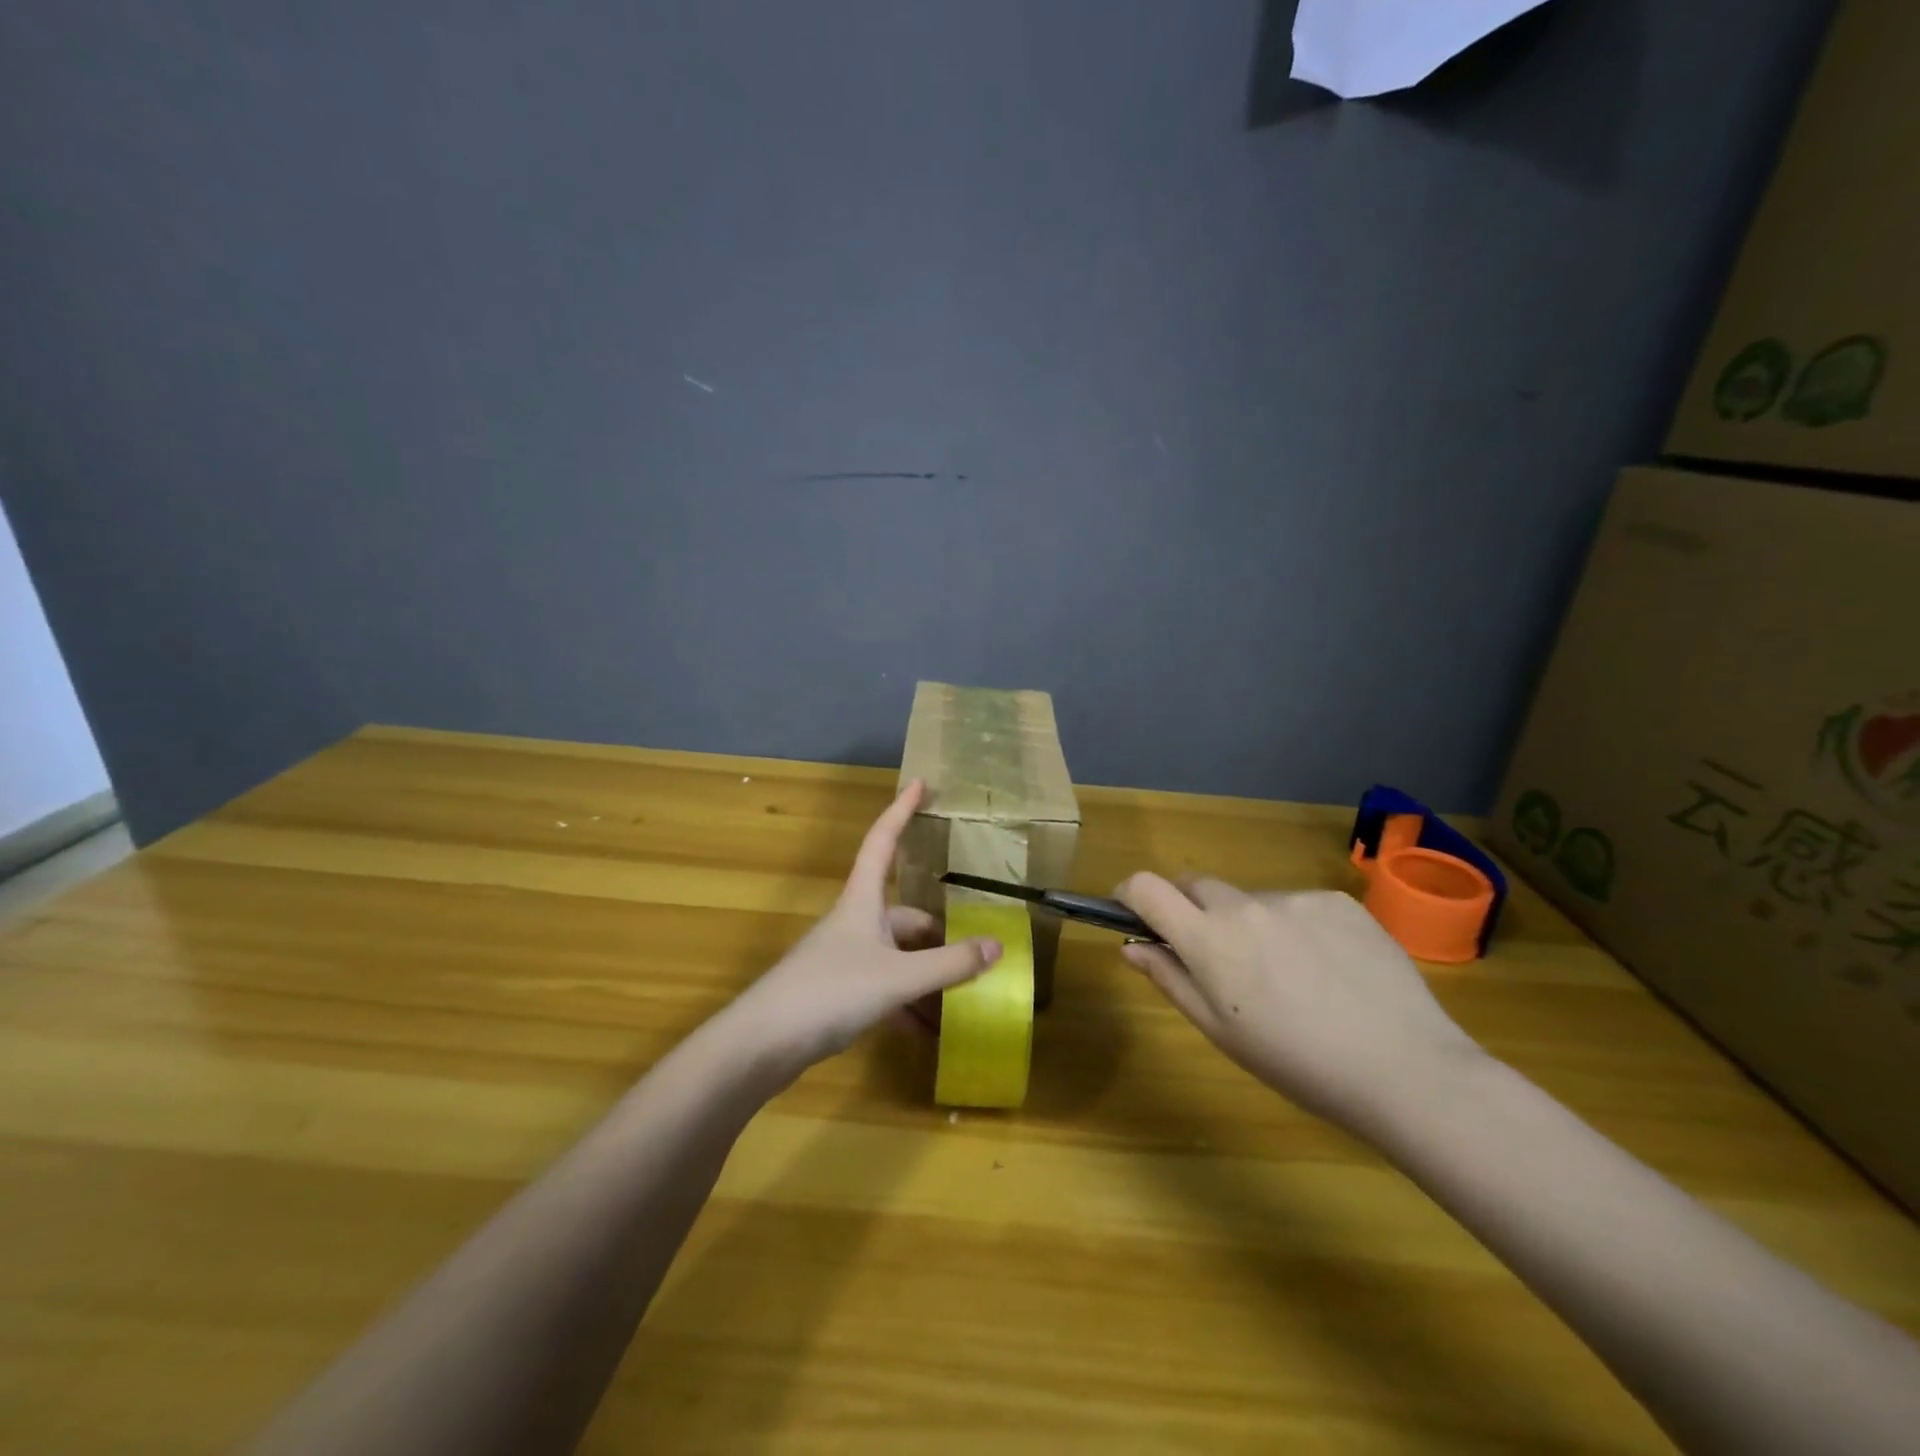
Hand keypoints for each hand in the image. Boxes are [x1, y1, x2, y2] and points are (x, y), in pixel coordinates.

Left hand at [724, 780, 1002, 1075]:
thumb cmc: (830, 991)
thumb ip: (949, 964)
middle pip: (906, 915)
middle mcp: (855, 923)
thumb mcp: (898, 977)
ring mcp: (845, 959)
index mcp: (863, 901)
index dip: (902, 810)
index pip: (883, 841)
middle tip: (977, 953)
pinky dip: (909, 1004)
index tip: (921, 782)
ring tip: (964, 999)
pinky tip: (930, 1031)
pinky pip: (886, 988)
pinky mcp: (838, 993)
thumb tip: (997, 946)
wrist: (762, 1044)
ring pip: (899, 957)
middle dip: (940, 935)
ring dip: (928, 976)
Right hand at [1115, 874, 1488, 1138]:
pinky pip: (1297, 904)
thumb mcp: (1221, 1031)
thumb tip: (1132, 946)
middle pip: (1195, 885)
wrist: (1406, 1068)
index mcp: (1209, 938)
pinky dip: (1295, 927)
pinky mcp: (1337, 900)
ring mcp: (1294, 897)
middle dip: (1190, 910)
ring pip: (1250, 900)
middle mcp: (1245, 904)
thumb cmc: (1297, 1062)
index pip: (1146, 887)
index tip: (1134, 914)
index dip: (1130, 894)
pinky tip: (1327, 969)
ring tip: (1288, 976)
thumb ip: (1170, 978)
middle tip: (1215, 957)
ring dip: (1248, 923)